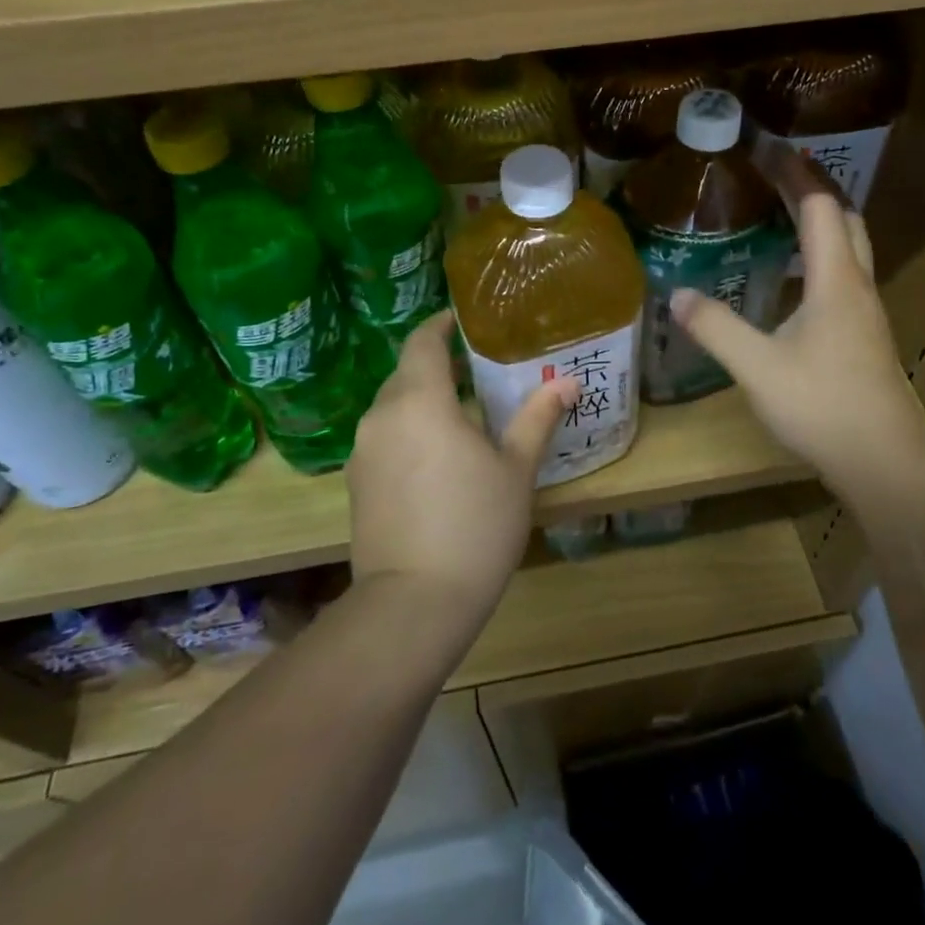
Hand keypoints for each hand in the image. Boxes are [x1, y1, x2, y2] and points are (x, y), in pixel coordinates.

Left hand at [347, 312, 577, 627]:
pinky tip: (438, 456)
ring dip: (423, 400)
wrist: (414, 604)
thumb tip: (568, 382)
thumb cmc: (475, 525)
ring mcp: (363, 452)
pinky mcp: (356, 484)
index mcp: (419, 401)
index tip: (465, 321)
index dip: (440, 325)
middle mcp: (381, 417)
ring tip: (462, 412)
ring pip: (393, 407)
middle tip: (477, 369)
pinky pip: (385, 438)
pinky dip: (409, 431)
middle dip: (437, 365)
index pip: (422, 342)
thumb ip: (537, 418)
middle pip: (406, 373)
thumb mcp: (515, 469)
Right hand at [671, 194, 924, 491]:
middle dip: (814, 188)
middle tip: (775, 173)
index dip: (795, 173)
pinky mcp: (863, 336)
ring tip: (781, 213)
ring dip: (822, 221)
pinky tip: (793, 278)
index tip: (766, 149)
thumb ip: (716, 328)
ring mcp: (865, 312)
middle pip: (845, 219)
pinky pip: (844, 276)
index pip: (820, 207)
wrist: (883, 460)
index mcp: (835, 281)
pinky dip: (821, 256)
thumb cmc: (823, 406)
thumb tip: (677, 294)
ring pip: (849, 248)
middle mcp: (857, 286)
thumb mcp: (757, 367)